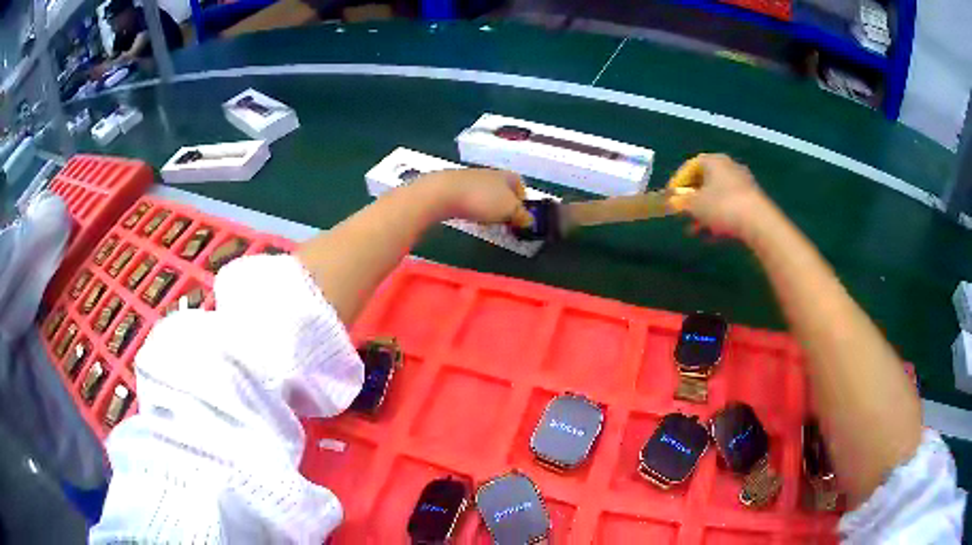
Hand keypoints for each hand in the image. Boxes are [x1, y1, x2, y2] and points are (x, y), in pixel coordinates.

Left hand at [425, 168, 532, 226]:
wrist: (443, 193)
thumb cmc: (482, 199)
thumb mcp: (509, 209)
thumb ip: (522, 215)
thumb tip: (529, 220)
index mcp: (507, 175)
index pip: (520, 185)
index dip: (522, 201)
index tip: (519, 216)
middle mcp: (490, 173)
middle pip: (503, 190)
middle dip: (504, 206)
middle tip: (504, 221)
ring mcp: (471, 178)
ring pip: (486, 194)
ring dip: (488, 207)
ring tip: (486, 220)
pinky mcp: (454, 187)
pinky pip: (470, 198)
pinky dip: (473, 207)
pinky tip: (469, 216)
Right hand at [669, 153, 773, 240]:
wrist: (758, 222)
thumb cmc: (722, 206)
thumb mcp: (694, 205)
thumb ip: (680, 202)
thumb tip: (672, 202)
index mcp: (713, 161)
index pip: (690, 166)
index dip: (678, 181)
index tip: (671, 197)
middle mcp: (728, 166)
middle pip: (705, 181)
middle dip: (692, 199)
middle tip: (683, 214)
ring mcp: (742, 183)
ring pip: (717, 196)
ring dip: (705, 212)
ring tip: (696, 230)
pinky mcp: (752, 200)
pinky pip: (730, 206)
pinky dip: (719, 218)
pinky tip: (714, 235)